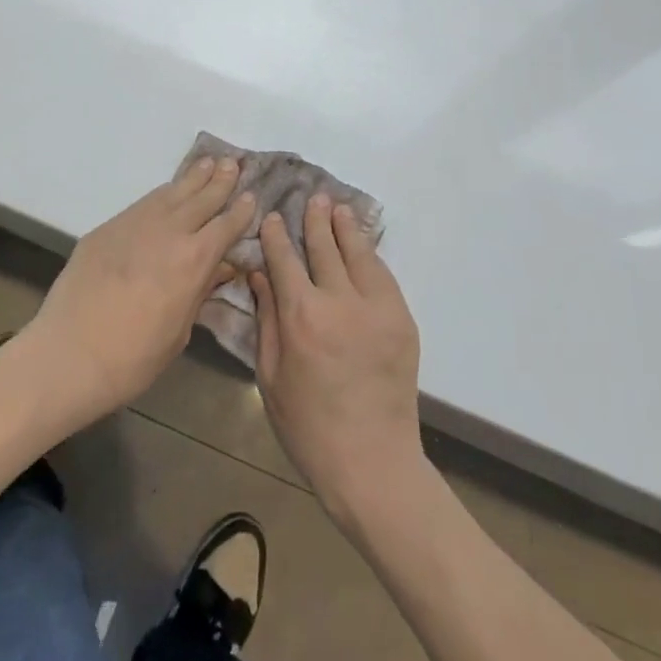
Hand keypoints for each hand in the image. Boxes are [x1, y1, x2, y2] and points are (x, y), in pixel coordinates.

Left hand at [20, 157, 254, 426]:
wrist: (69, 354)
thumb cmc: (133, 358)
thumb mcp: (179, 332)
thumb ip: (199, 292)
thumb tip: (219, 267)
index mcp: (193, 260)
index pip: (226, 226)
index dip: (241, 211)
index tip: (252, 196)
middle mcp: (168, 232)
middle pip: (201, 199)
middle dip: (220, 181)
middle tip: (233, 163)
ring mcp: (135, 224)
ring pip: (171, 192)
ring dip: (192, 177)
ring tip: (207, 162)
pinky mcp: (108, 227)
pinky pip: (144, 202)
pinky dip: (162, 193)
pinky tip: (168, 190)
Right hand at [249, 194, 423, 526]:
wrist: (371, 461)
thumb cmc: (308, 425)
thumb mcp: (270, 374)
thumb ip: (266, 319)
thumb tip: (260, 275)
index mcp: (301, 316)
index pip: (285, 259)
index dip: (277, 235)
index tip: (273, 217)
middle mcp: (339, 301)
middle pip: (325, 247)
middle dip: (316, 220)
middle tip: (313, 198)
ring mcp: (376, 308)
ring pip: (359, 254)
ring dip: (346, 228)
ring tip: (338, 208)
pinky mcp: (401, 320)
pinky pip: (383, 276)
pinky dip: (370, 256)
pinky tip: (363, 246)